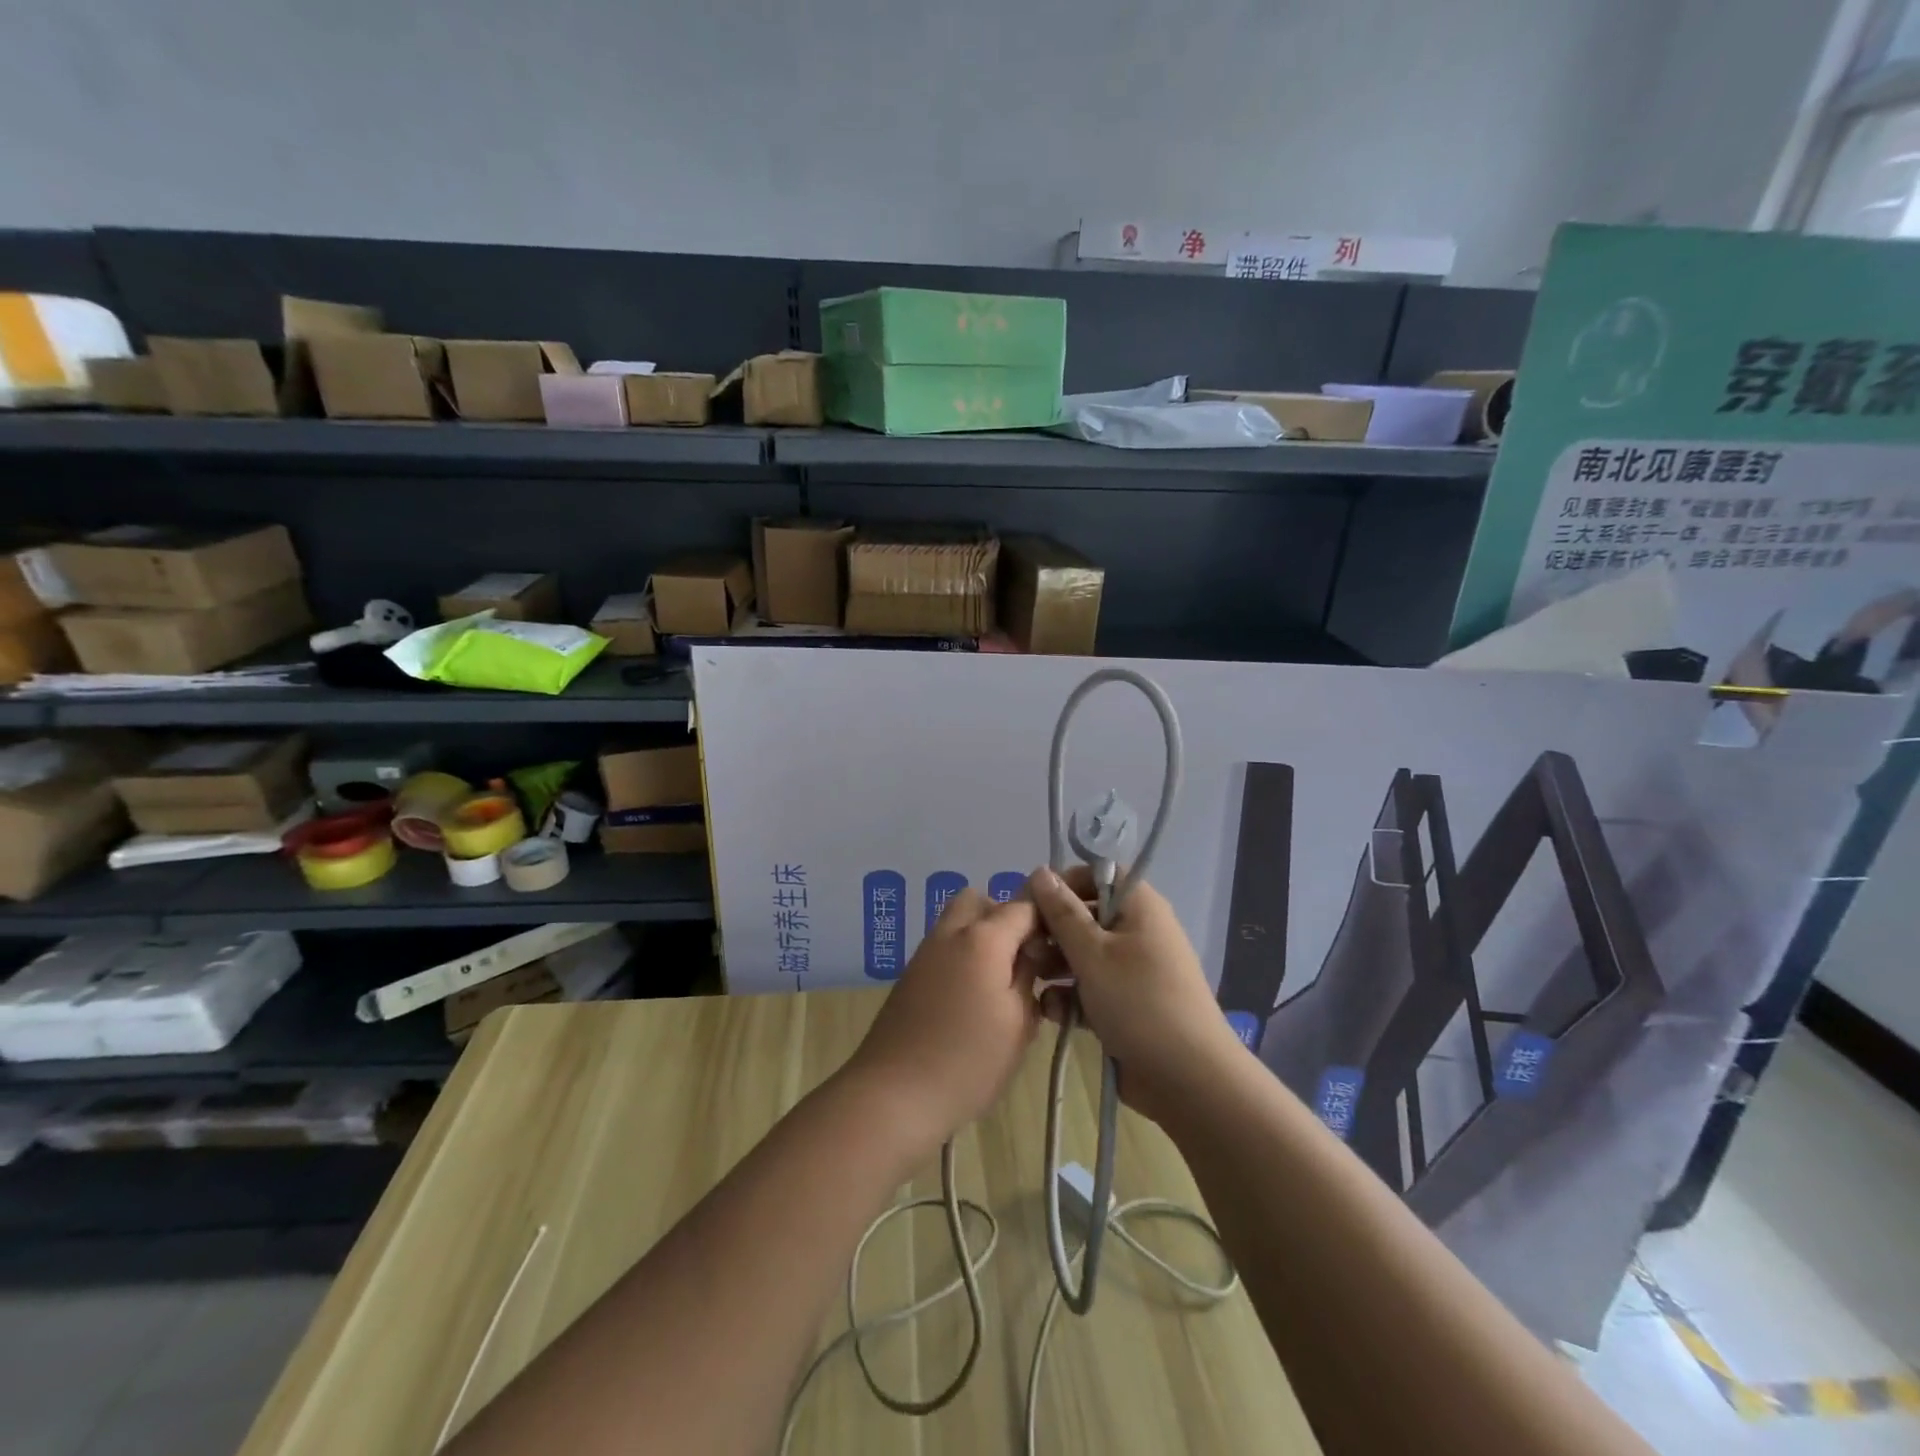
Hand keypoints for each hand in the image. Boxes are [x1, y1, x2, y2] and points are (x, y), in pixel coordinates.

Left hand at [843, 889, 1041, 1154]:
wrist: (894, 1093)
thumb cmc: (967, 1062)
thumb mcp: (1018, 1023)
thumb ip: (1029, 977)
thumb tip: (1030, 954)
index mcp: (983, 938)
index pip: (1024, 906)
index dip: (1045, 923)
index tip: (1056, 955)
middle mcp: (951, 932)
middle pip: (982, 900)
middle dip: (1006, 918)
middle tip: (1023, 960)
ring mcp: (926, 950)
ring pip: (959, 919)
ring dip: (982, 935)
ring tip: (1000, 982)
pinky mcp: (911, 973)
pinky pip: (944, 944)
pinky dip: (963, 953)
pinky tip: (973, 997)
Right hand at [1026, 865, 1241, 1125]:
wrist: (1189, 1080)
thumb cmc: (1138, 1002)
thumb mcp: (1092, 953)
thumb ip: (1062, 912)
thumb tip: (1040, 871)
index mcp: (1139, 906)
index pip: (1098, 874)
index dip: (1065, 883)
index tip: (1032, 902)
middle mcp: (1138, 931)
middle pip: (1086, 915)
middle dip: (1053, 931)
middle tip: (1027, 950)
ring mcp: (1134, 970)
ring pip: (1084, 954)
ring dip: (1056, 966)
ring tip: (1034, 983)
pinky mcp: (1127, 1004)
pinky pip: (1092, 988)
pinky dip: (1072, 996)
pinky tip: (1053, 1013)